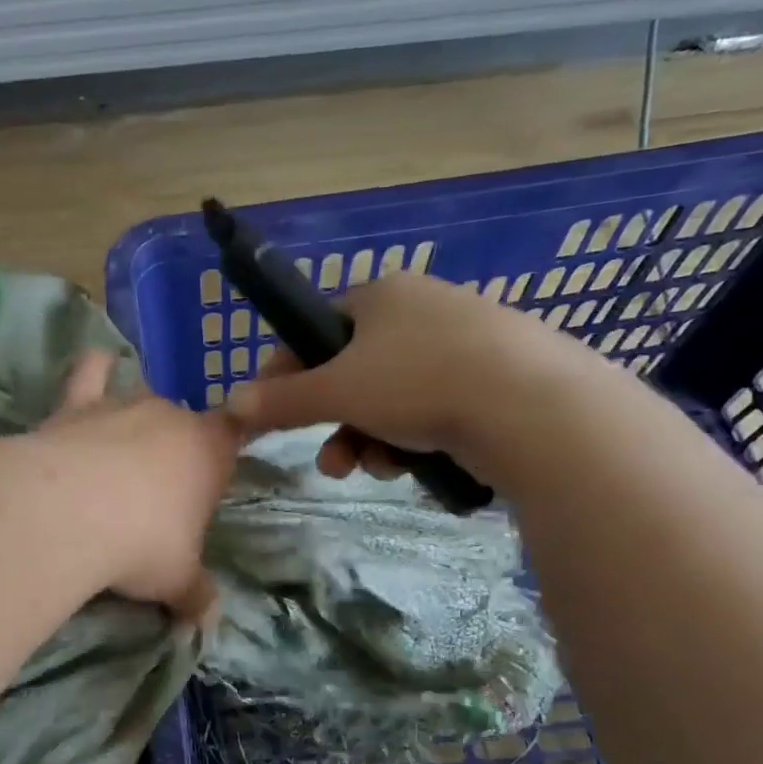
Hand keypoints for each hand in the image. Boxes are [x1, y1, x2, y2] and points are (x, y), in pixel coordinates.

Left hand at [37, 350, 240, 623]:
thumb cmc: (141, 545)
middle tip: (156, 497)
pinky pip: (90, 372)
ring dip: (136, 423)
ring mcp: (123, 404)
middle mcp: (171, 417)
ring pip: (140, 399)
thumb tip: (209, 622)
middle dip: (175, 451)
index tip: (217, 473)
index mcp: (209, 451)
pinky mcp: (76, 404)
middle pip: (183, 423)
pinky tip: (96, 367)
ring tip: (121, 458)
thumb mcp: (176, 581)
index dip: (227, 449)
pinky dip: (94, 369)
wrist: (68, 514)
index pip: (234, 434)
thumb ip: (196, 596)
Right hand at [220, 271, 593, 480]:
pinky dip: (413, 439)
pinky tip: (413, 466)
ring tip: (376, 469)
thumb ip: (282, 400)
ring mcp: (465, 343)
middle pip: (355, 372)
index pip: (318, 330)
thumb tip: (231, 403)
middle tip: (331, 462)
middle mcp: (422, 309)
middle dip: (335, 423)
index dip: (288, 373)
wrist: (531, 406)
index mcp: (382, 295)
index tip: (271, 411)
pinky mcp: (496, 379)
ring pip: (393, 398)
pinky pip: (432, 409)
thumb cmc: (417, 382)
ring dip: (371, 439)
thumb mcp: (337, 392)